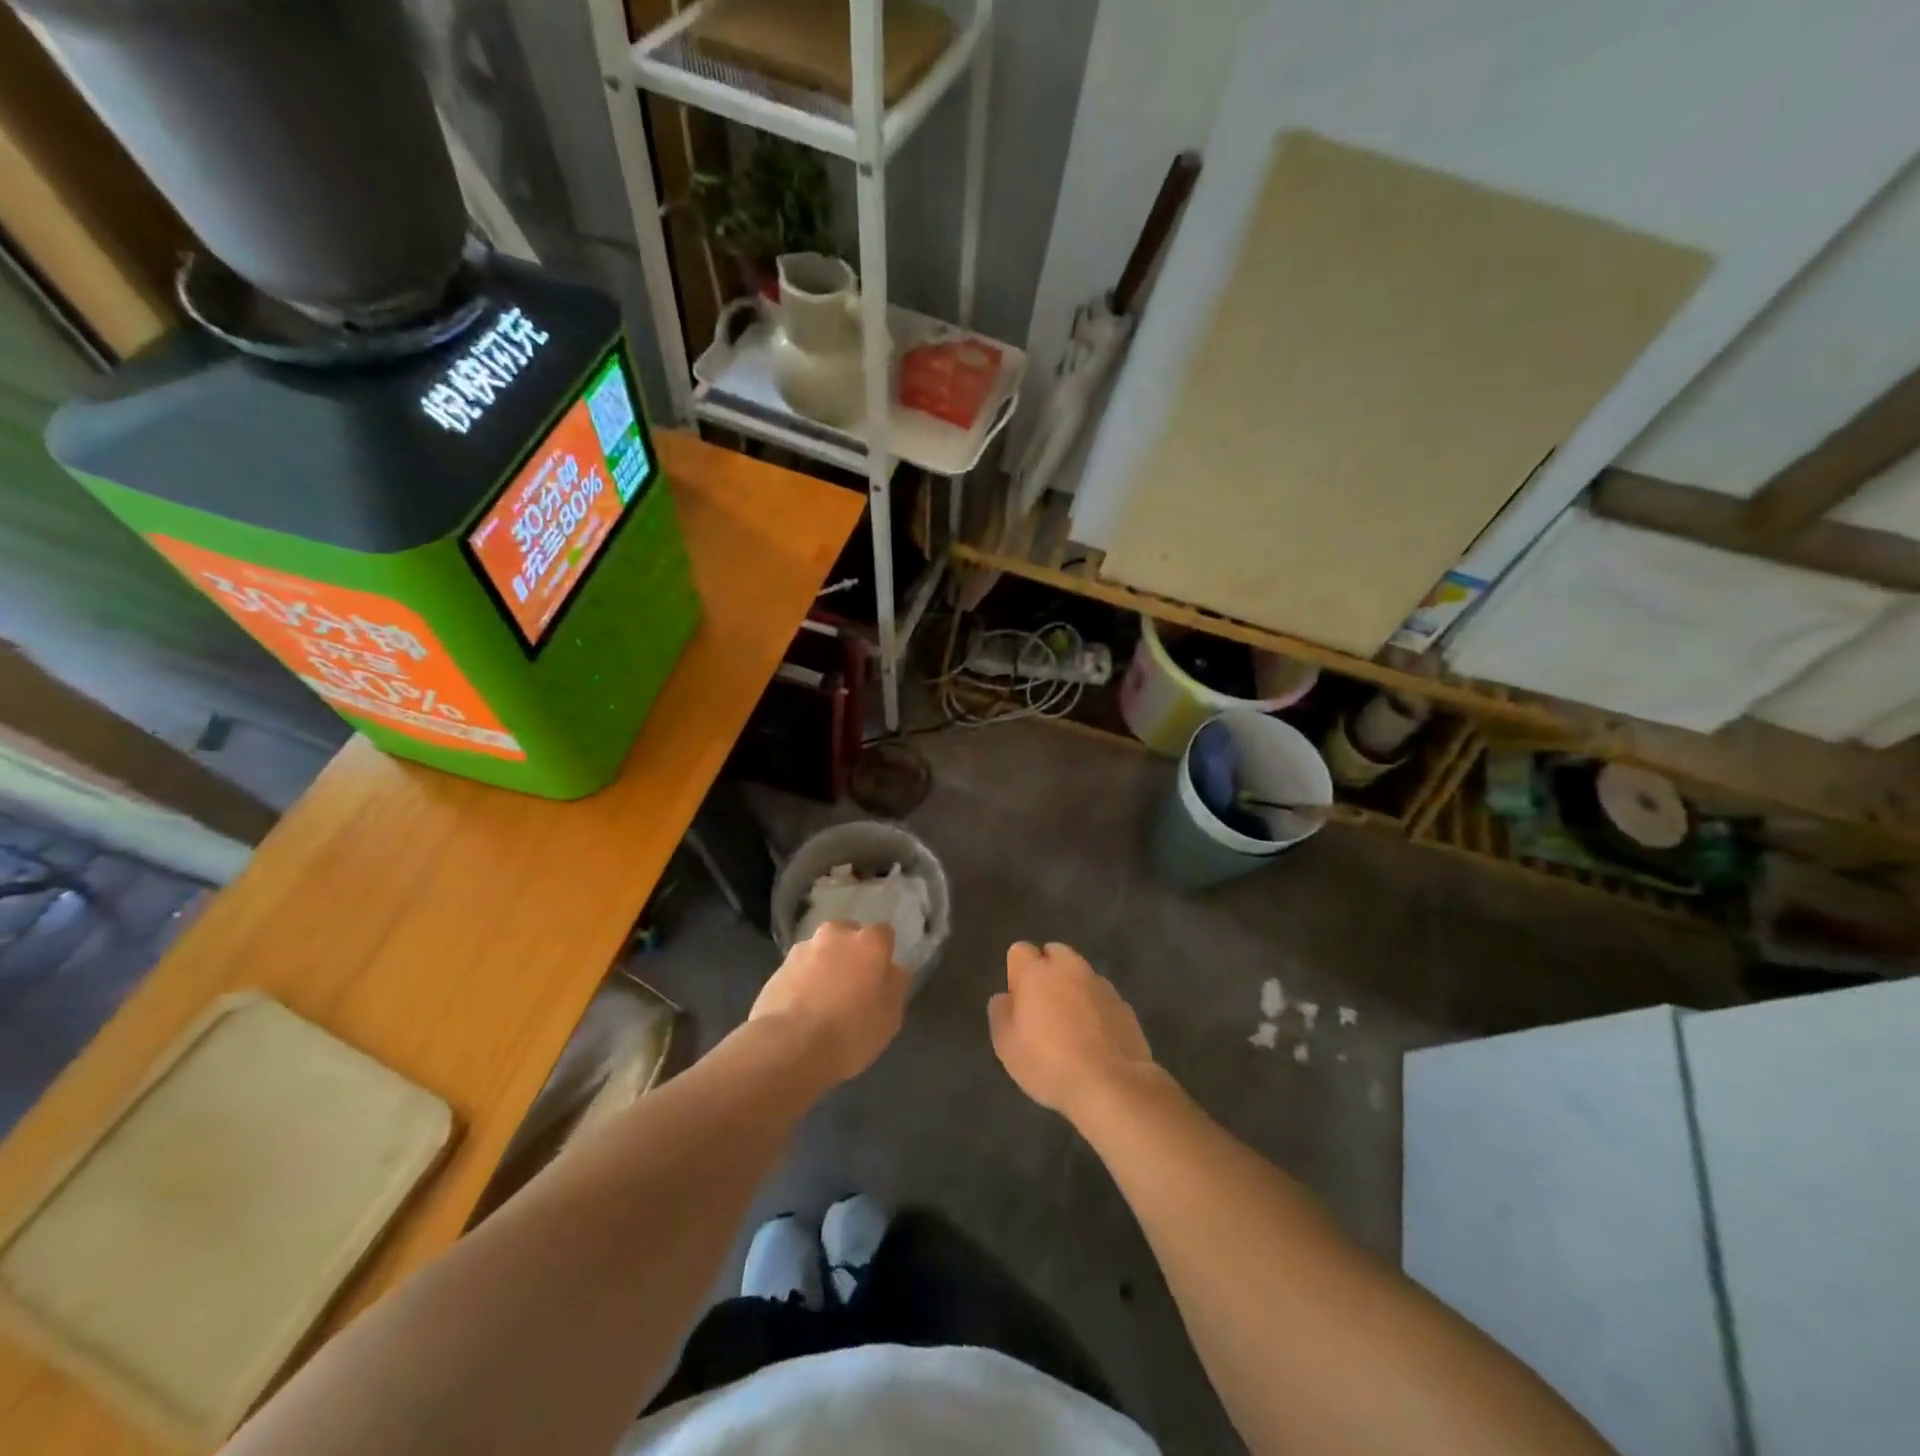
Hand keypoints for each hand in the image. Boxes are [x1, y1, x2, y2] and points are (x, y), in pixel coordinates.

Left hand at [750, 921, 907, 1085]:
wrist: (788, 1048)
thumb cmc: (850, 1032)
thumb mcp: (890, 1017)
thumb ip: (894, 985)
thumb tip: (891, 971)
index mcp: (868, 942)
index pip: (884, 934)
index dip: (883, 955)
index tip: (880, 978)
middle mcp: (835, 935)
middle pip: (848, 936)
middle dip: (850, 954)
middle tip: (852, 986)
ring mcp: (802, 949)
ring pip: (821, 951)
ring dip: (824, 967)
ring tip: (822, 1002)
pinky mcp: (776, 969)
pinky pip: (798, 971)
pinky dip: (802, 983)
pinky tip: (802, 1010)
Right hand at [988, 942, 1156, 1122]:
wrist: (1111, 1086)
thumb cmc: (1049, 1064)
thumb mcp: (1006, 1046)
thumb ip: (1000, 1013)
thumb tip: (1005, 997)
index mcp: (1036, 972)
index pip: (1020, 950)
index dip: (1016, 972)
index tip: (1018, 1000)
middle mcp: (1069, 968)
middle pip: (1054, 953)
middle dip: (1047, 971)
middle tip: (1043, 1007)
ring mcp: (1100, 984)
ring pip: (1081, 974)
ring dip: (1073, 989)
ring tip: (1071, 1026)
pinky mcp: (1124, 1004)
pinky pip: (1101, 997)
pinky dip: (1095, 1008)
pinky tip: (1095, 1039)